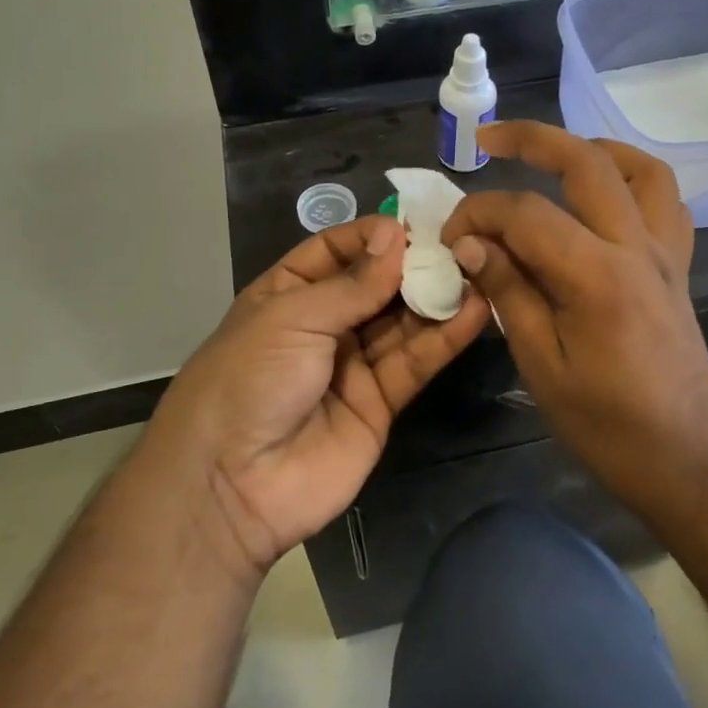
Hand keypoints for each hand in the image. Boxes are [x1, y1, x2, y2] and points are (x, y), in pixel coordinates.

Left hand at [144, 215, 489, 579]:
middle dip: (412, 265)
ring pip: (401, 323)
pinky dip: (444, 338)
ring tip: (477, 270)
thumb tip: (395, 236)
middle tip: (459, 244)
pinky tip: (474, 310)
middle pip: (375, 286)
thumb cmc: (249, 378)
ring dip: (436, 298)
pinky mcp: (379, 404)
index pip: (334, 251)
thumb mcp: (293, 317)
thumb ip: (353, 284)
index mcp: (287, 294)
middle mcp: (322, 325)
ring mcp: (352, 365)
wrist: (230, 484)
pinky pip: (414, 364)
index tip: (412, 224)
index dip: (371, 236)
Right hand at [440, 123, 707, 502]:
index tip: (451, 238)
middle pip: (587, 161)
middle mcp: (636, 246)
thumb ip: (508, 291)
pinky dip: (632, 181)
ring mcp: (665, 252)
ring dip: (593, 148)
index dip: (478, 214)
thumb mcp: (540, 364)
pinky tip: (602, 198)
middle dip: (532, 138)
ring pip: (641, 168)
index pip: (525, 213)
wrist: (688, 460)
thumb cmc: (607, 424)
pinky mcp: (678, 266)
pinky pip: (665, 202)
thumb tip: (470, 244)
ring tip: (553, 156)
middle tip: (487, 138)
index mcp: (596, 275)